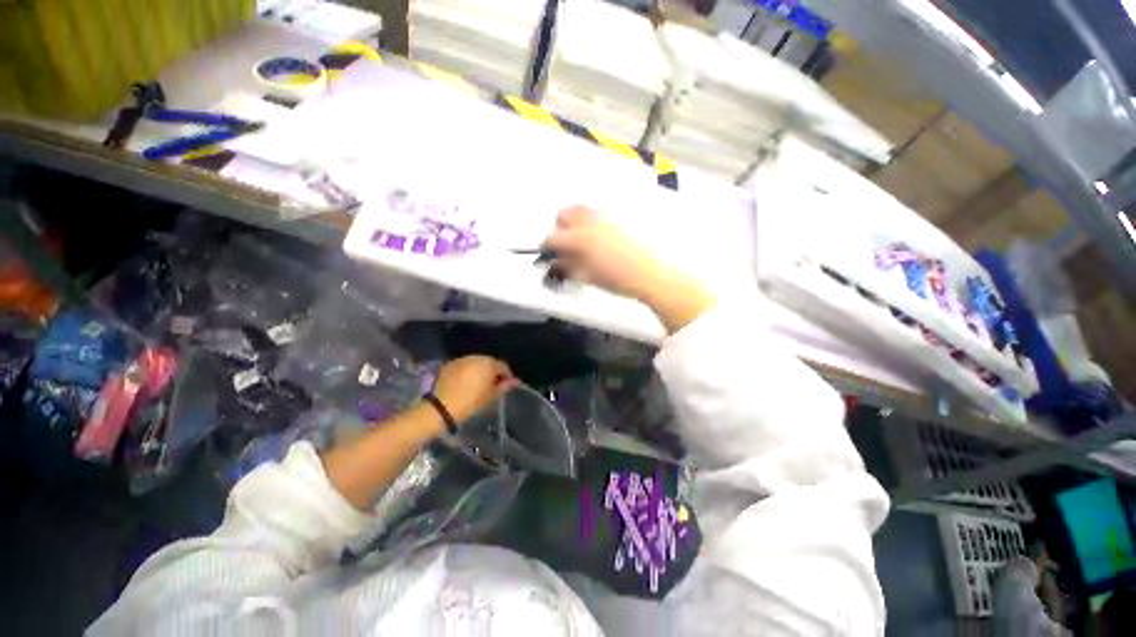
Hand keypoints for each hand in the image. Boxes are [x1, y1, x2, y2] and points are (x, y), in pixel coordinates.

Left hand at [433, 356, 516, 423]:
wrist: (439, 407)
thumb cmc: (469, 402)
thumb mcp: (490, 396)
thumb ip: (504, 386)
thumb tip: (516, 381)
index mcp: (489, 363)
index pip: (504, 367)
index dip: (507, 376)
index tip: (506, 386)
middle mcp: (477, 357)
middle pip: (490, 363)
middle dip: (493, 372)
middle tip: (493, 386)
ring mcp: (463, 359)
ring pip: (477, 363)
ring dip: (480, 371)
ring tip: (479, 385)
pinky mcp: (450, 364)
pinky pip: (465, 366)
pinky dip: (469, 372)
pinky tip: (466, 383)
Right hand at [543, 206, 669, 299]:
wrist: (653, 274)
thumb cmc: (620, 279)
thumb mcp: (588, 276)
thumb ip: (568, 266)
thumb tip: (556, 261)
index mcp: (580, 238)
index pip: (553, 237)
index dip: (546, 246)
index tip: (547, 253)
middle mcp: (592, 220)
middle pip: (564, 213)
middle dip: (560, 228)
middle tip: (565, 245)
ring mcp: (608, 215)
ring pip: (583, 210)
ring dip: (576, 223)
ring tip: (584, 241)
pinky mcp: (621, 215)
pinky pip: (600, 214)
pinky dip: (594, 223)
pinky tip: (602, 239)